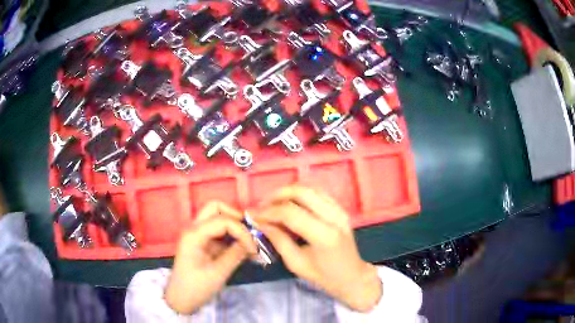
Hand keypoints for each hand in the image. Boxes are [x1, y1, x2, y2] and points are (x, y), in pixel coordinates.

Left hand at [164, 201, 256, 313]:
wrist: (180, 299)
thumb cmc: (196, 288)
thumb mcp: (217, 273)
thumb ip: (235, 254)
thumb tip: (253, 243)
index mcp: (194, 234)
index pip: (223, 221)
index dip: (241, 231)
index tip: (254, 248)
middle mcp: (194, 228)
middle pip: (215, 208)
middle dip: (235, 217)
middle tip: (250, 233)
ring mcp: (196, 234)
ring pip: (216, 217)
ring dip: (233, 225)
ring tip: (248, 241)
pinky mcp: (201, 242)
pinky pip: (217, 231)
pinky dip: (231, 235)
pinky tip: (242, 248)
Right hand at [255, 186, 381, 311]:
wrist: (352, 276)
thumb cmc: (324, 276)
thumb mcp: (296, 264)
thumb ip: (278, 240)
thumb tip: (261, 223)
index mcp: (324, 235)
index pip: (291, 213)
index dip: (269, 212)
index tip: (254, 216)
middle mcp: (334, 217)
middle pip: (301, 192)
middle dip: (277, 195)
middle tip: (262, 206)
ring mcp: (340, 210)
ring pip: (310, 188)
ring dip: (288, 192)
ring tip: (273, 204)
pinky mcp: (341, 209)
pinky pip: (318, 193)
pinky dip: (300, 194)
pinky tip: (290, 203)